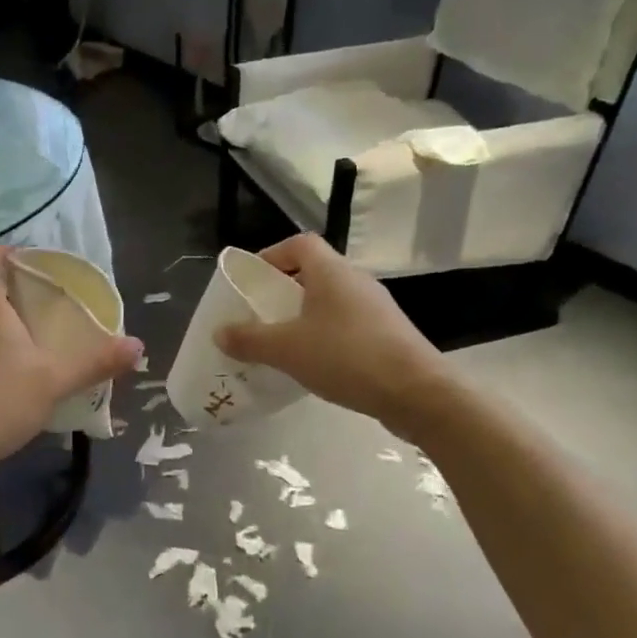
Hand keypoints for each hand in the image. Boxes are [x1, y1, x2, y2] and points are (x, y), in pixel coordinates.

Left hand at [0, 245, 141, 482]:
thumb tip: (137, 345)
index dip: (0, 253)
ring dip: (9, 326)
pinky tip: (25, 376)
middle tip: (49, 298)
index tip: (26, 256)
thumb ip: (94, 363)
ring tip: (44, 337)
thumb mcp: (52, 381)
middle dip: (13, 291)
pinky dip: (3, 356)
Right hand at [214, 234, 446, 436]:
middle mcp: (356, 281)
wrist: (417, 393)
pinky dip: (325, 336)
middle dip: (284, 291)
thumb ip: (250, 340)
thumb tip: (219, 333)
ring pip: (331, 301)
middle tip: (260, 315)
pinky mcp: (388, 335)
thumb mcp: (287, 349)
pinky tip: (314, 364)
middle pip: (314, 273)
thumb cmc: (347, 357)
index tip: (253, 280)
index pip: (299, 244)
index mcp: (332, 272)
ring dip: (305, 316)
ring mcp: (376, 309)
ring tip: (282, 343)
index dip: (272, 255)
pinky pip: (347, 325)